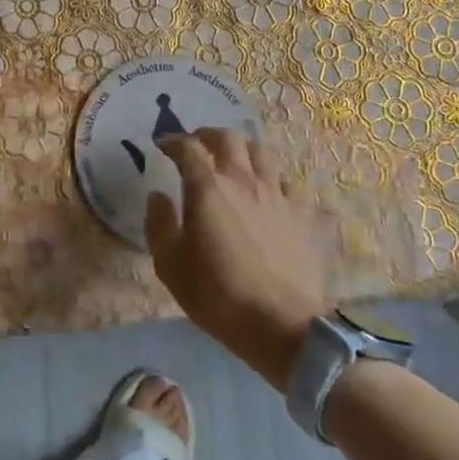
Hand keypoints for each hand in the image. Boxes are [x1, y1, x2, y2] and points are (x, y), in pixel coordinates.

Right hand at [146, 129, 325, 390]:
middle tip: (196, 145)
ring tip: (232, 159)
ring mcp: (276, 194)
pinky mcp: (300, 213)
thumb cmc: (217, 294)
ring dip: (241, 149)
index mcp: (207, 187)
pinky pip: (286, 181)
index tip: (163, 145)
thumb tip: (158, 196)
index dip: (173, 141)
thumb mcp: (170, 264)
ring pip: (260, 152)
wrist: (282, 324)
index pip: (188, 148)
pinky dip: (271, 177)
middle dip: (207, 135)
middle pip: (228, 138)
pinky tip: (266, 189)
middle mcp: (243, 180)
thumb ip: (158, 224)